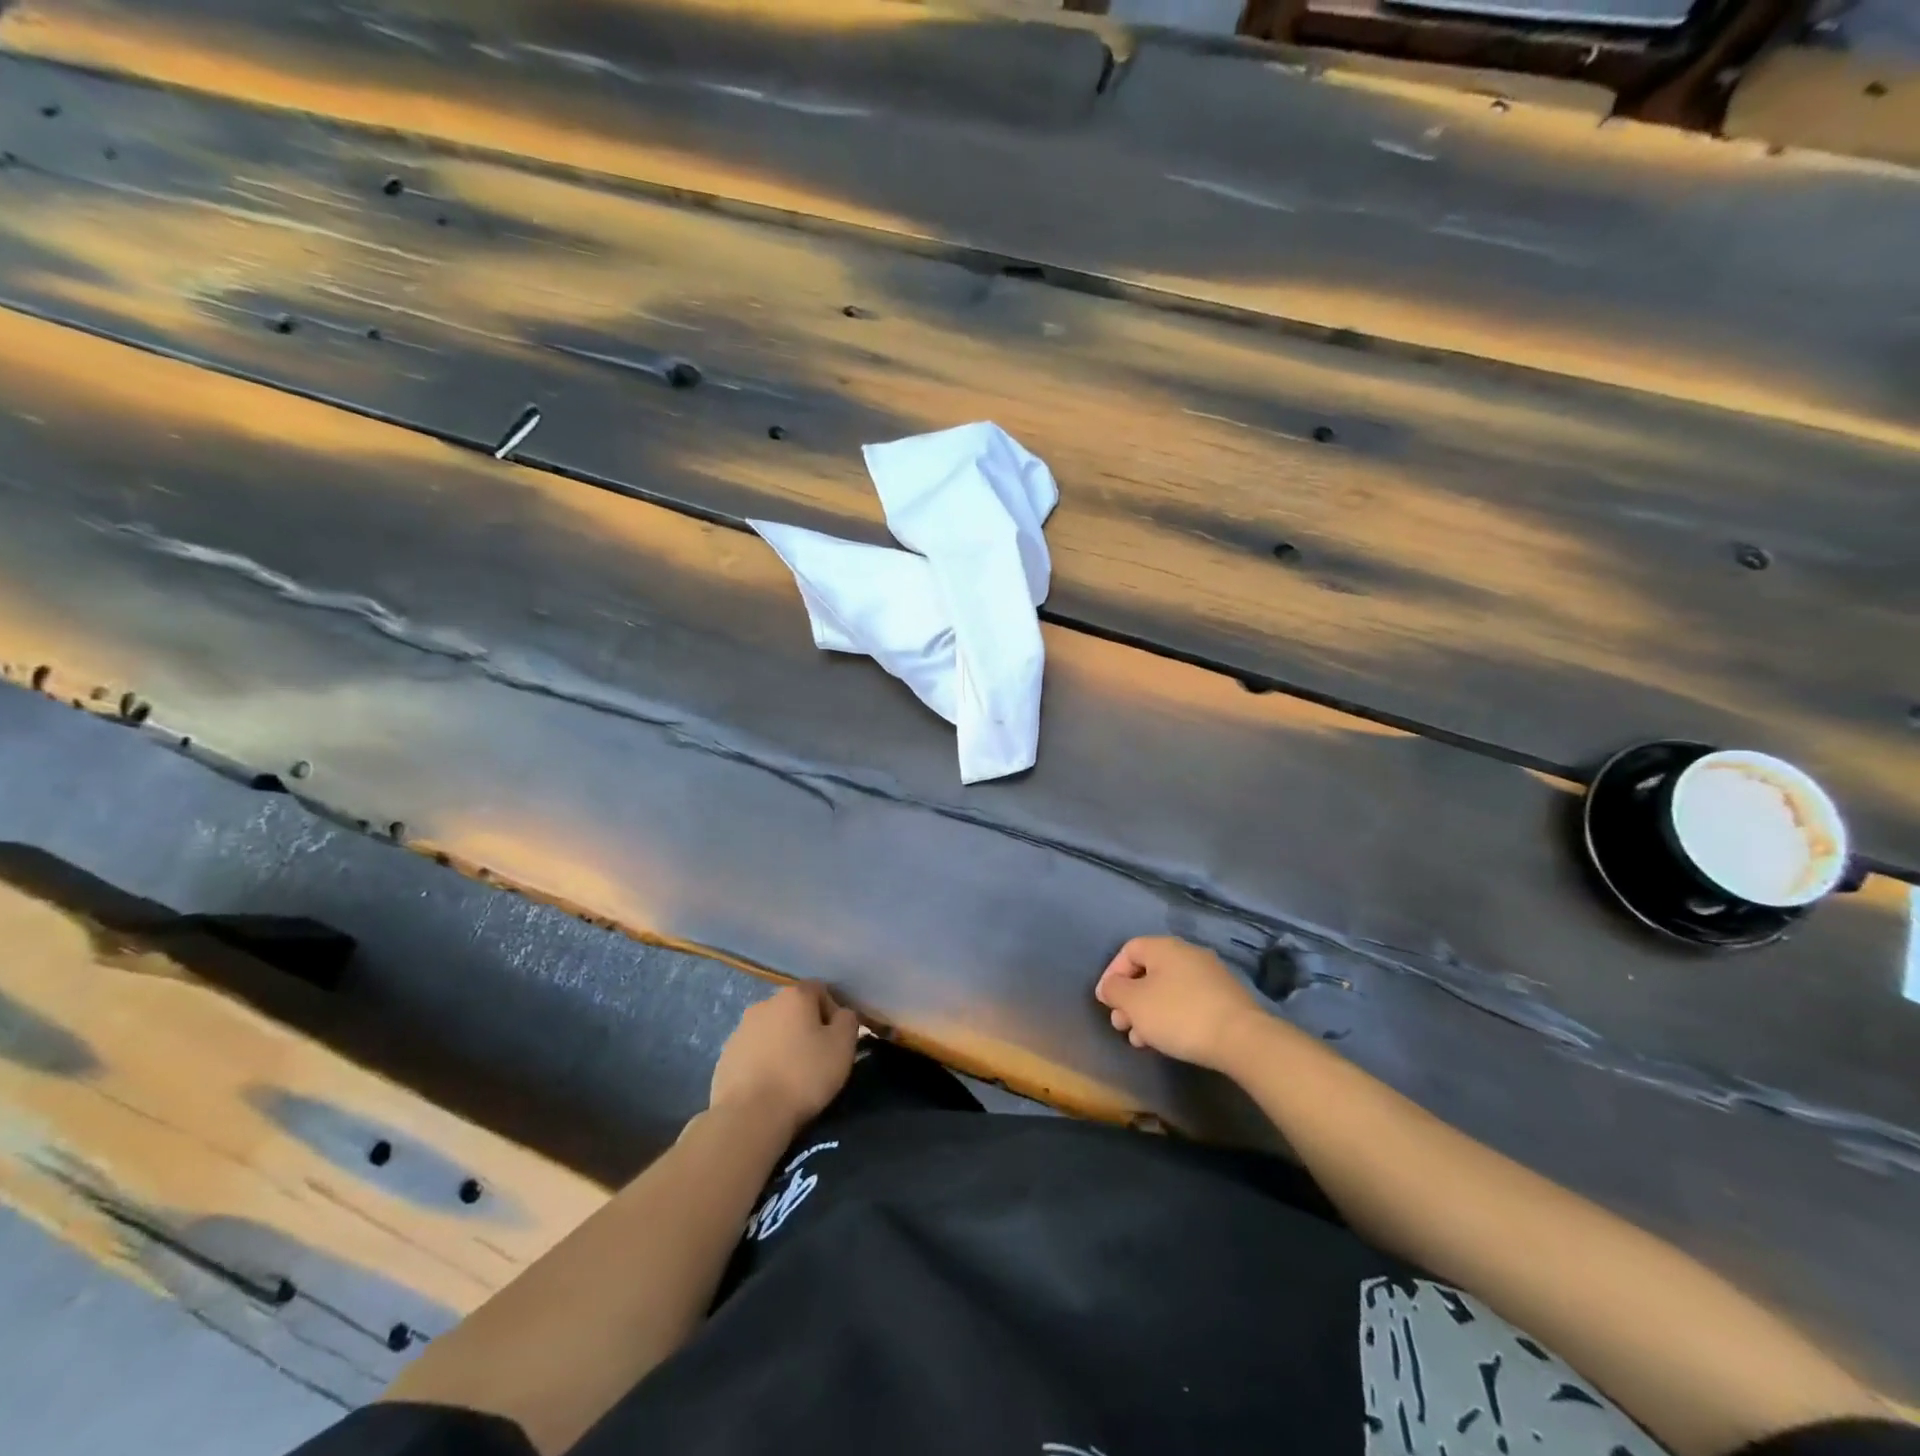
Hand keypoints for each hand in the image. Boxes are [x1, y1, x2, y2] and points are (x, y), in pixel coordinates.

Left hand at [709, 983, 859, 1132]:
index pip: (820, 990)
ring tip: (790, 1076)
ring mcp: (740, 1029)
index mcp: (794, 995)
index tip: (836, 1041)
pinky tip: (769, 1086)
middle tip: (816, 1058)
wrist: (749, 1115)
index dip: (832, 1012)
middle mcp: (765, 1003)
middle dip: (806, 1028)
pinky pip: (753, 1051)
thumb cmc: (803, 1075)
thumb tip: (841, 1014)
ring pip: (772, 1030)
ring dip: (783, 1044)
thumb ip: (848, 1021)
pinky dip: (763, 1062)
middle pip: (794, 1009)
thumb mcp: (843, 1047)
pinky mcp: (725, 1055)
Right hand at [1095, 936, 1262, 1070]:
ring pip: (1167, 990)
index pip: (1128, 950)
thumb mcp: (1135, 1003)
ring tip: (1141, 1041)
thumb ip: (1115, 990)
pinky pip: (1187, 1001)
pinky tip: (1167, 1041)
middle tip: (1121, 1025)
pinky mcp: (1225, 998)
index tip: (1105, 1002)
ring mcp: (1210, 975)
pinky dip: (1171, 1017)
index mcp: (1164, 947)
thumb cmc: (1178, 1014)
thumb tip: (1110, 986)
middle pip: (1148, 972)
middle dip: (1130, 999)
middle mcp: (1188, 954)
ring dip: (1148, 1012)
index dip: (1111, 974)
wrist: (1241, 1038)